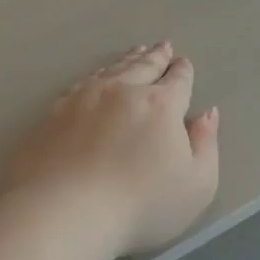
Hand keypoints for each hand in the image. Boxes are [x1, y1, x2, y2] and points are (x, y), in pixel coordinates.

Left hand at [6, 43, 220, 259]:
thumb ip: (206, 145)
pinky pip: (79, 85)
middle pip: (142, 67)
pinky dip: (93, 77)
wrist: (64, 212)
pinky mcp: (52, 114)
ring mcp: (82, 99)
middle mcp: (121, 91)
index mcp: (160, 105)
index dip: (183, 71)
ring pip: (109, 71)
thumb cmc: (140, 205)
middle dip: (155, 57)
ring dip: (125, 61)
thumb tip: (206, 114)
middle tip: (162, 47)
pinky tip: (92, 79)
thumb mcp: (196, 185)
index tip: (183, 63)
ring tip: (134, 53)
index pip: (177, 81)